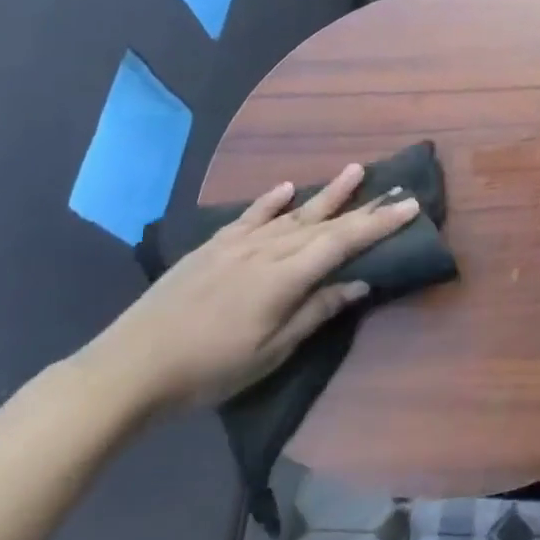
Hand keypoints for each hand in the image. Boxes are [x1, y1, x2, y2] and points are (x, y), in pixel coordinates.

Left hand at [76, 166, 420, 414]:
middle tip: (396, 188)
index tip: (410, 205)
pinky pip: (251, 215)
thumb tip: (360, 282)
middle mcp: (266, 249)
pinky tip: (288, 187)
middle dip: (365, 206)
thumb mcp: (271, 351)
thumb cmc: (209, 369)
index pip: (343, 242)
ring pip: (293, 212)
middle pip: (325, 222)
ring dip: (328, 193)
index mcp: (284, 277)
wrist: (129, 368)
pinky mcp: (212, 247)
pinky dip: (272, 200)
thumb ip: (316, 311)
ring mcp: (237, 244)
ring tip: (356, 170)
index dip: (379, 223)